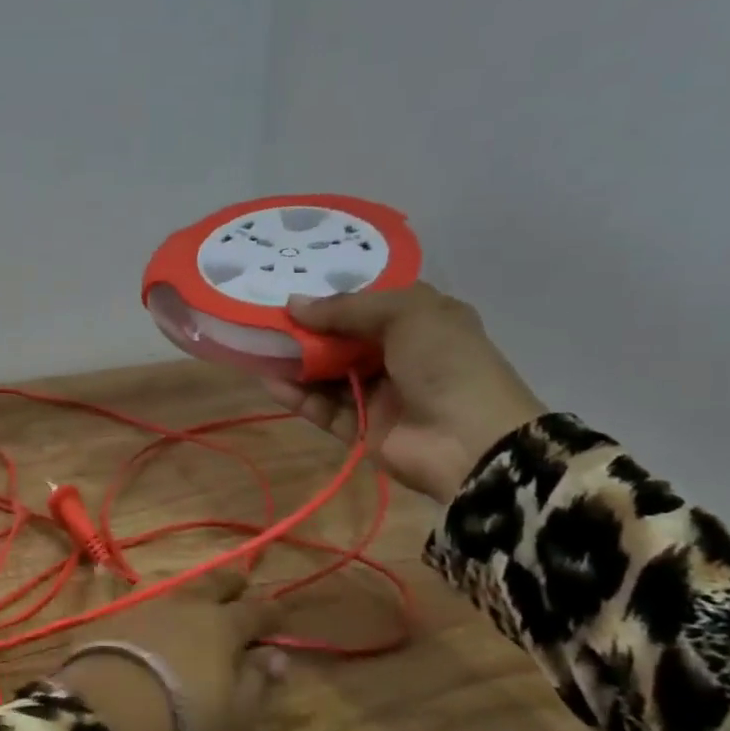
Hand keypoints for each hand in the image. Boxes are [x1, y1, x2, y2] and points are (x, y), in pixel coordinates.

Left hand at [52, 568, 287, 730]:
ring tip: (198, 600)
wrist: (107, 712)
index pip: (254, 610)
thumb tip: (277, 656)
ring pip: (177, 591)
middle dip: (229, 582)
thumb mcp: (235, 713)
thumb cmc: (185, 720)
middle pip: (212, 584)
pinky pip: (146, 607)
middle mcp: (185, 606)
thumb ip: (257, 680)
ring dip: (192, 594)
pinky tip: (159, 621)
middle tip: (239, 581)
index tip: (281, 611)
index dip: (270, 611)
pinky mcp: (112, 619)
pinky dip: (160, 612)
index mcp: (222, 625)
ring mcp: (145, 608)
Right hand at [261, 283, 545, 503]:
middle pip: (341, 337)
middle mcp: (398, 354)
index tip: (293, 288)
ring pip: (328, 373)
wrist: (472, 441)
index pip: (369, 302)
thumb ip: (345, 308)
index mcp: (420, 320)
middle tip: (264, 319)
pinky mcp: (361, 427)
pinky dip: (297, 395)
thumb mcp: (405, 313)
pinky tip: (270, 381)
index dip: (333, 295)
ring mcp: (379, 393)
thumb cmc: (446, 362)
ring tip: (257, 349)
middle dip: (305, 329)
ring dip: (295, 362)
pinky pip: (323, 407)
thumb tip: (291, 304)